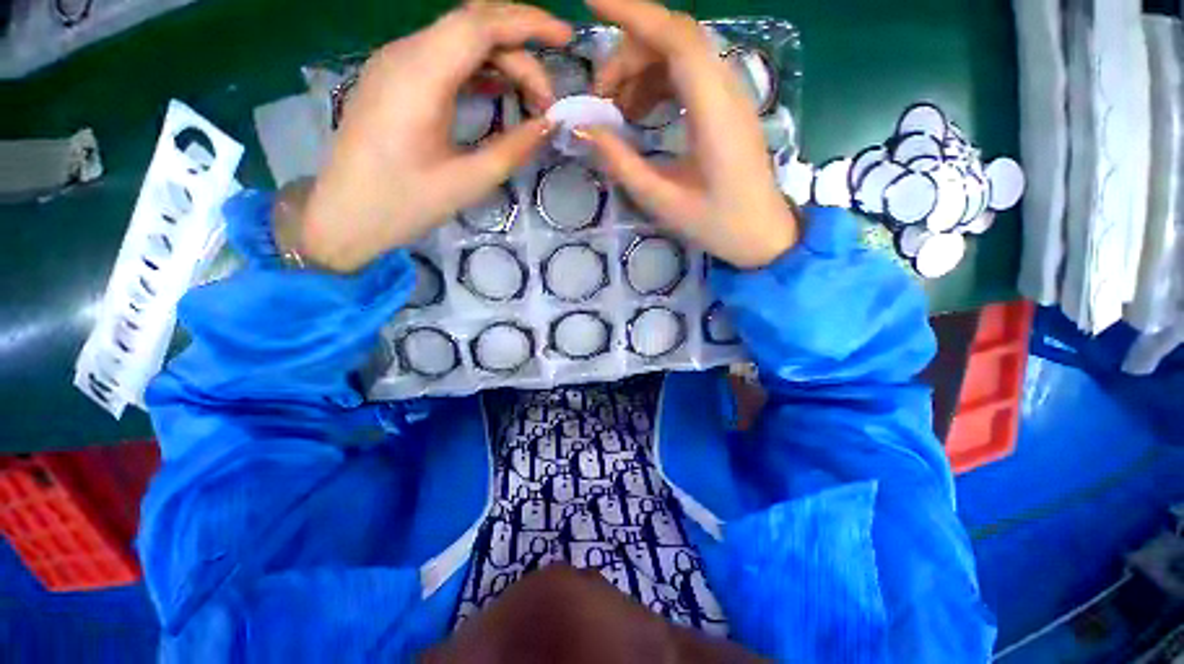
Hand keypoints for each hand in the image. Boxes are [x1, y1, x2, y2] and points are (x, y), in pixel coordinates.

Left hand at [297, 3, 572, 272]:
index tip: (566, 38)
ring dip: (501, 61)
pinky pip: (444, 58)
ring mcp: (395, 64)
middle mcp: (404, 55)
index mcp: (419, 77)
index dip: (528, 23)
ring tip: (531, 99)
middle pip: (472, 26)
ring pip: (459, 40)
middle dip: (520, 51)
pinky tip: (499, 90)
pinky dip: (478, 69)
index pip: (480, 23)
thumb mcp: (468, 182)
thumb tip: (549, 126)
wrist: (345, 215)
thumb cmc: (404, 203)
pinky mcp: (394, 79)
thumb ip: (513, 149)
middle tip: (548, 100)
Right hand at [583, 0, 798, 268]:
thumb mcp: (661, 200)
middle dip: (629, 55)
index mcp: (714, 112)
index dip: (634, 12)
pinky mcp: (728, 108)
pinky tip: (641, 114)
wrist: (762, 235)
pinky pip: (690, 76)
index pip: (676, 38)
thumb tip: (584, 129)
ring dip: (643, 70)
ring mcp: (731, 96)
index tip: (591, 1)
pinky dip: (659, 84)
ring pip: (681, 56)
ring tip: (617, 110)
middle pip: (675, 40)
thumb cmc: (716, 224)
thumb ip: (621, 162)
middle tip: (601, 97)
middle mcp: (727, 90)